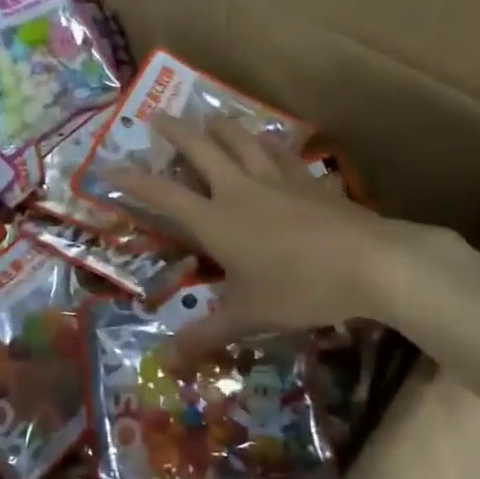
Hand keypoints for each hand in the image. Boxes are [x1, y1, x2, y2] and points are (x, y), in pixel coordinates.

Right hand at [115, 117, 455, 362]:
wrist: (371, 263)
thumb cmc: (300, 289)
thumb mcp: (248, 315)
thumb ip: (206, 335)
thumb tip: (165, 363)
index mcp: (217, 220)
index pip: (163, 195)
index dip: (133, 181)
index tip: (108, 166)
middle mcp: (241, 190)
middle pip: (202, 150)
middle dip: (176, 133)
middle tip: (158, 116)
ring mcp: (278, 180)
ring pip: (243, 141)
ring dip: (222, 127)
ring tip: (210, 117)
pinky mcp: (310, 182)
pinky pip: (283, 153)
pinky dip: (269, 142)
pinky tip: (270, 139)